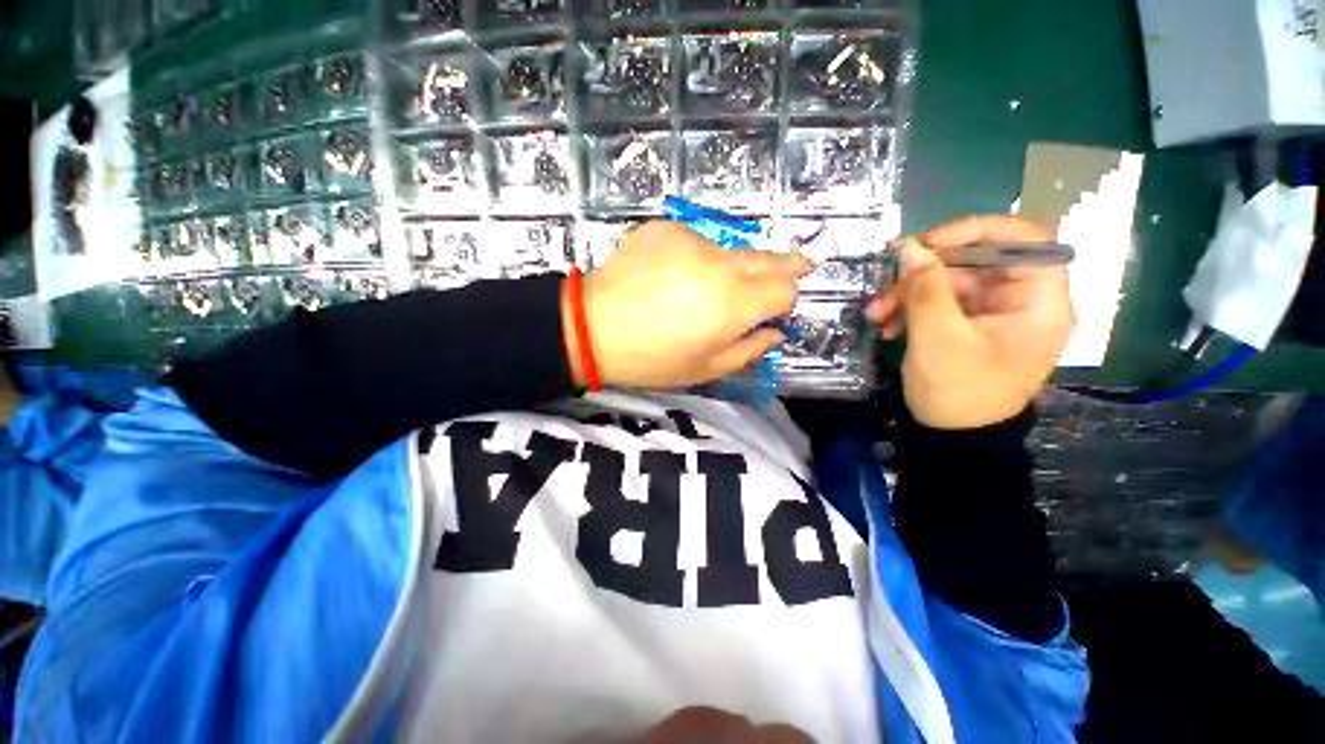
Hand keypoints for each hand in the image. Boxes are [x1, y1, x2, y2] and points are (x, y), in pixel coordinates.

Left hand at [565, 220, 812, 389]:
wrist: (591, 326)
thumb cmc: (651, 358)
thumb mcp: (706, 369)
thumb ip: (750, 349)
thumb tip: (775, 332)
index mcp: (734, 303)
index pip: (785, 289)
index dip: (787, 300)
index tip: (778, 309)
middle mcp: (721, 264)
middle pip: (768, 258)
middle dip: (786, 265)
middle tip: (801, 265)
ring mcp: (692, 239)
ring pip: (729, 252)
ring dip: (729, 268)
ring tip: (699, 291)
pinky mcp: (667, 228)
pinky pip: (695, 243)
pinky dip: (694, 259)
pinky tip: (671, 277)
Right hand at [865, 215, 1074, 429]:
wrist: (954, 437)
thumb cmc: (958, 391)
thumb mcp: (937, 339)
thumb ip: (925, 289)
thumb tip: (909, 247)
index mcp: (1039, 300)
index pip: (1024, 239)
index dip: (976, 230)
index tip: (929, 243)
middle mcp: (1022, 299)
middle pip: (977, 260)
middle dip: (924, 273)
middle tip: (886, 286)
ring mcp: (994, 311)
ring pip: (951, 280)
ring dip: (909, 292)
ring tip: (877, 314)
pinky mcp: (971, 323)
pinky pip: (941, 300)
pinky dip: (912, 307)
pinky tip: (887, 324)